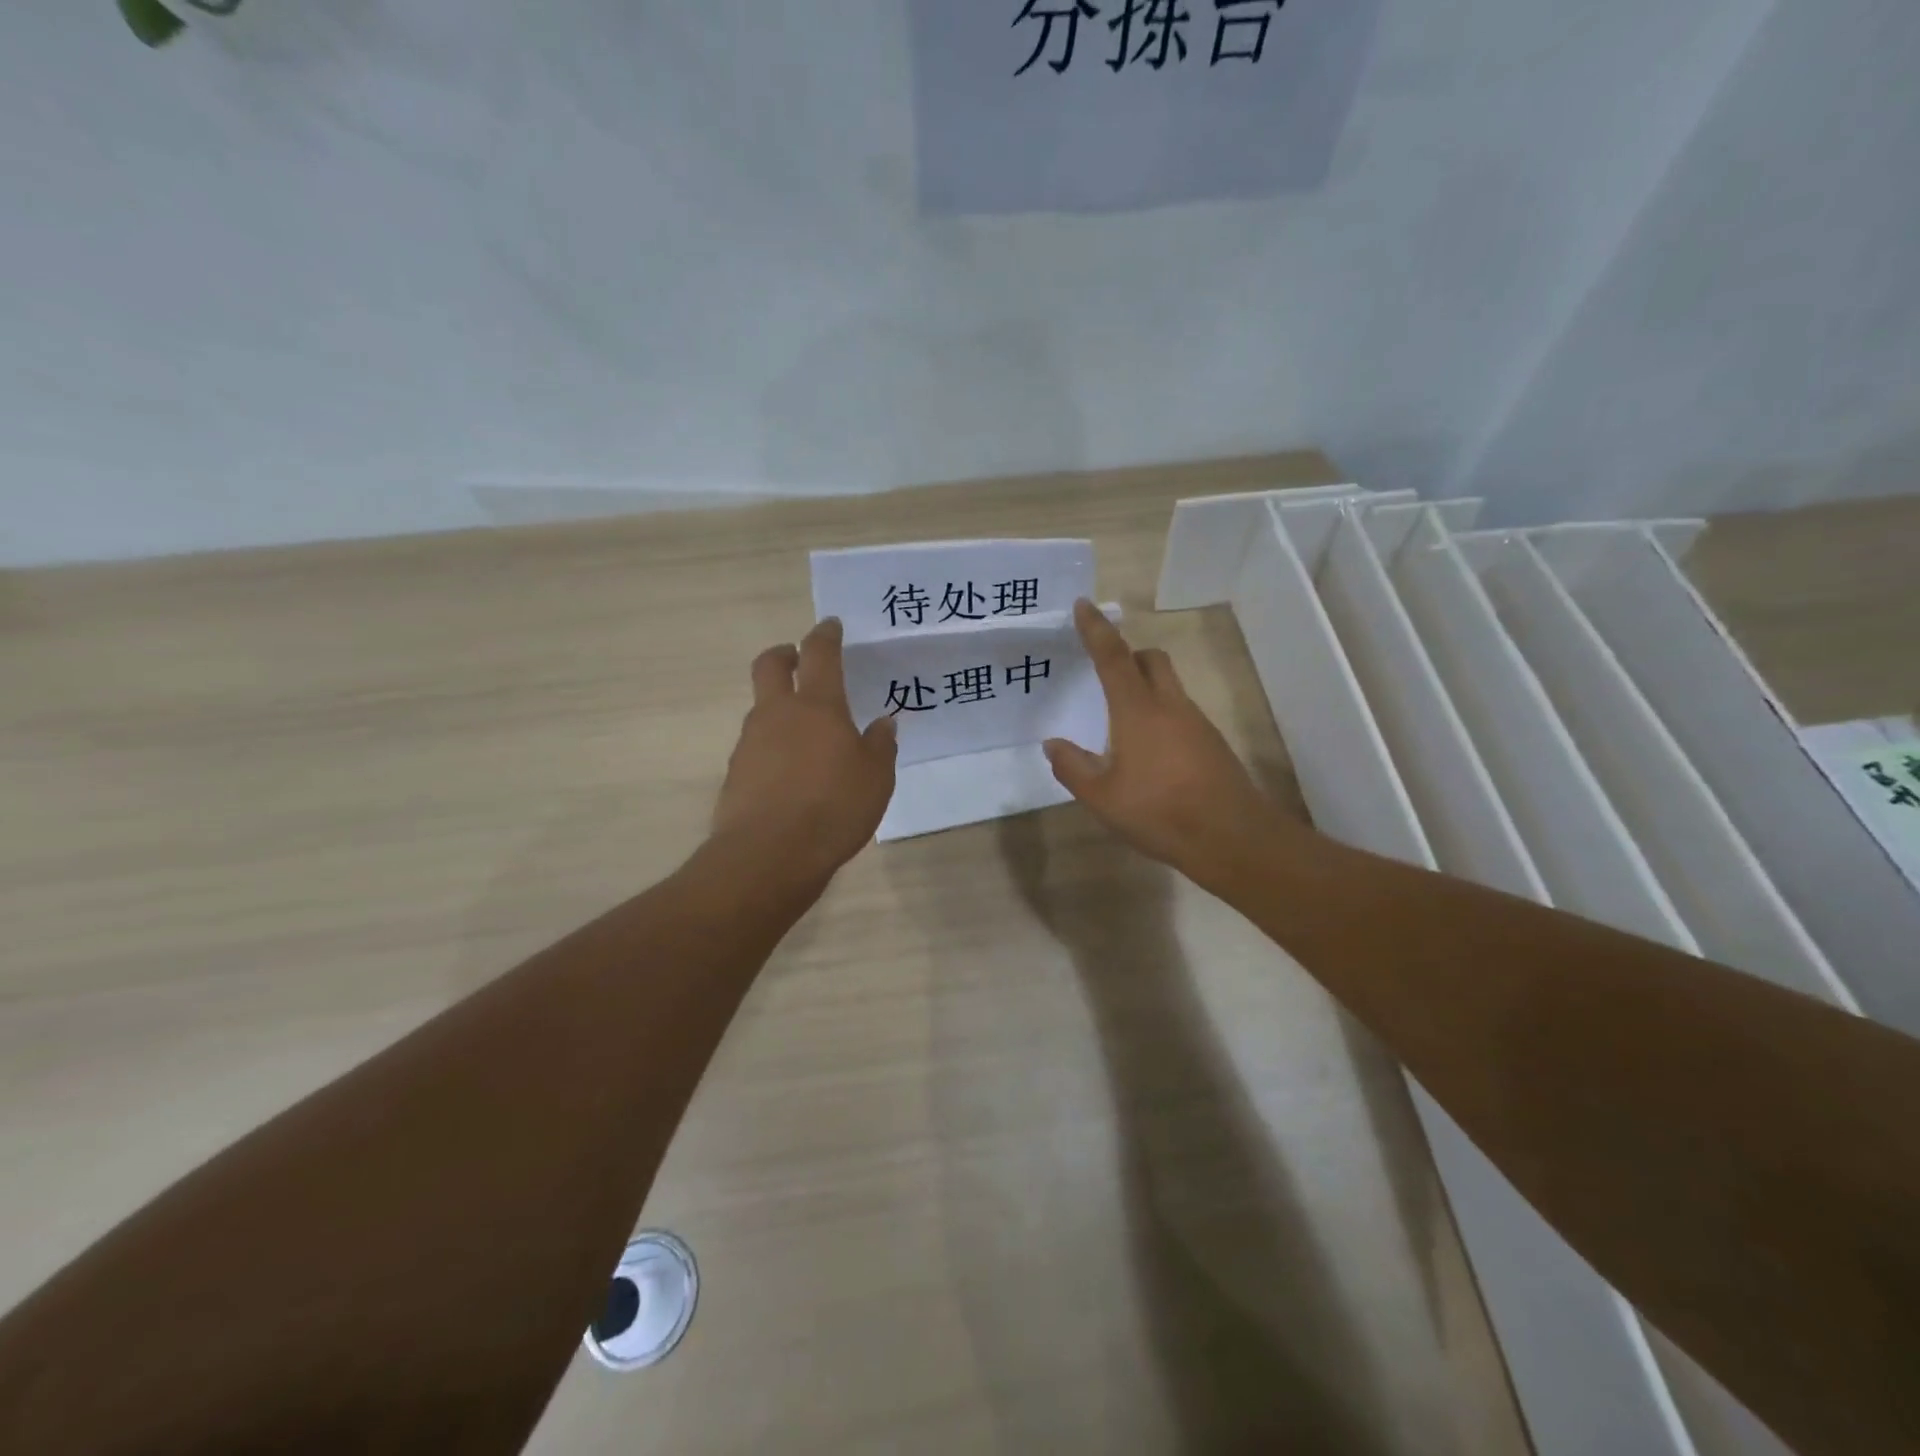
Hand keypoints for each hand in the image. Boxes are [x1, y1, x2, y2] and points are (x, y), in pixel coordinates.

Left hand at [712, 618, 897, 883]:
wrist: (769, 855)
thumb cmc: (833, 808)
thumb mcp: (876, 778)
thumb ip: (880, 745)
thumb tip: (883, 722)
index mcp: (818, 706)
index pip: (819, 654)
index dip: (825, 635)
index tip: (830, 626)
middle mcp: (777, 714)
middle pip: (770, 665)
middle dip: (785, 654)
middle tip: (798, 658)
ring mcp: (750, 742)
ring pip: (761, 708)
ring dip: (779, 707)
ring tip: (807, 734)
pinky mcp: (736, 773)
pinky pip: (756, 747)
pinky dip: (773, 748)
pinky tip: (791, 774)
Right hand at [1044, 600, 1303, 895]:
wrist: (1232, 837)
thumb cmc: (1159, 812)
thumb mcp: (1101, 797)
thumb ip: (1072, 767)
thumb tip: (1053, 745)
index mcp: (1138, 710)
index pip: (1113, 657)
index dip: (1096, 629)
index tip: (1085, 604)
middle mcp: (1170, 705)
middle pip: (1151, 659)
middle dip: (1128, 656)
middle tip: (1105, 675)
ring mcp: (1197, 723)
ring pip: (1169, 686)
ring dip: (1145, 688)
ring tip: (1121, 725)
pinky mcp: (1212, 743)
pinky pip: (1181, 712)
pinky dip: (1161, 715)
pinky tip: (1150, 754)